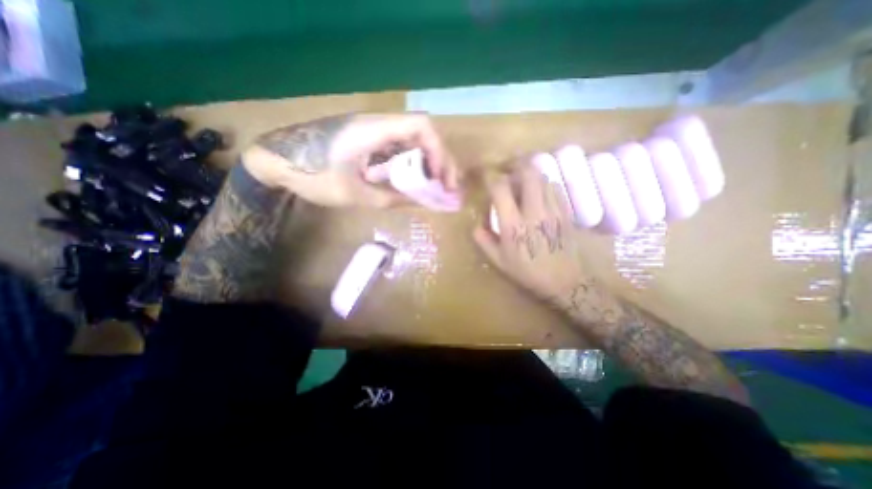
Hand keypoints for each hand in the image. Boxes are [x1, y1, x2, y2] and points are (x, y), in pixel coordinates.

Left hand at [241, 112, 457, 208]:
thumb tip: (421, 202)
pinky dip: (413, 164)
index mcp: (374, 130)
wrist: (277, 161)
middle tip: (446, 187)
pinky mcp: (370, 140)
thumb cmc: (312, 176)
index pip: (421, 126)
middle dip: (440, 160)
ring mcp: (374, 131)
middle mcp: (379, 125)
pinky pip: (400, 148)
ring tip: (435, 186)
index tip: (440, 178)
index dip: (438, 151)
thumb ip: (392, 198)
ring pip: (414, 141)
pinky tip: (414, 181)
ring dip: (429, 162)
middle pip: (423, 133)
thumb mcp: (355, 195)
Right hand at [474, 164, 589, 301]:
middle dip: (515, 165)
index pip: (501, 188)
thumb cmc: (527, 271)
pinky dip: (543, 185)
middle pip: (528, 173)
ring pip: (542, 178)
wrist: (563, 281)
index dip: (492, 178)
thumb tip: (476, 226)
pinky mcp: (565, 212)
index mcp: (513, 225)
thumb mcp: (499, 261)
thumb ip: (484, 241)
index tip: (487, 177)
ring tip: (522, 183)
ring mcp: (552, 210)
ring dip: (529, 175)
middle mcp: (533, 212)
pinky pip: (554, 188)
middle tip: (507, 170)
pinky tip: (538, 194)